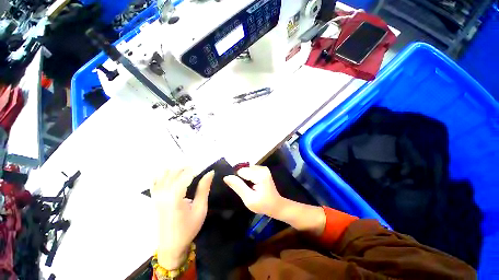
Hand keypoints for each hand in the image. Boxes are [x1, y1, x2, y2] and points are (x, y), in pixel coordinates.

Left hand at [152, 168, 213, 268]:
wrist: (171, 243)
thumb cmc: (188, 229)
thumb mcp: (200, 211)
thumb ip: (203, 190)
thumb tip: (209, 173)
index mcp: (176, 195)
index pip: (186, 173)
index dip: (196, 168)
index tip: (204, 166)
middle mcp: (163, 191)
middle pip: (174, 171)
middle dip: (186, 167)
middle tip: (197, 170)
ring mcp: (156, 193)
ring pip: (164, 173)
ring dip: (175, 170)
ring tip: (186, 174)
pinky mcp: (153, 196)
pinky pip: (155, 179)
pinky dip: (163, 175)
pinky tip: (170, 177)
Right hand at [223, 166, 284, 217]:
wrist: (276, 206)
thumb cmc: (263, 205)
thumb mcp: (248, 199)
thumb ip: (238, 186)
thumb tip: (226, 177)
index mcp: (259, 174)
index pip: (240, 172)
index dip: (237, 181)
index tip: (242, 190)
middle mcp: (262, 168)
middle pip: (243, 170)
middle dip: (241, 180)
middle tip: (246, 191)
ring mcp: (263, 169)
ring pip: (245, 171)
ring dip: (244, 180)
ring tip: (249, 189)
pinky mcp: (263, 171)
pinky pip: (249, 172)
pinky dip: (248, 178)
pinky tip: (252, 187)